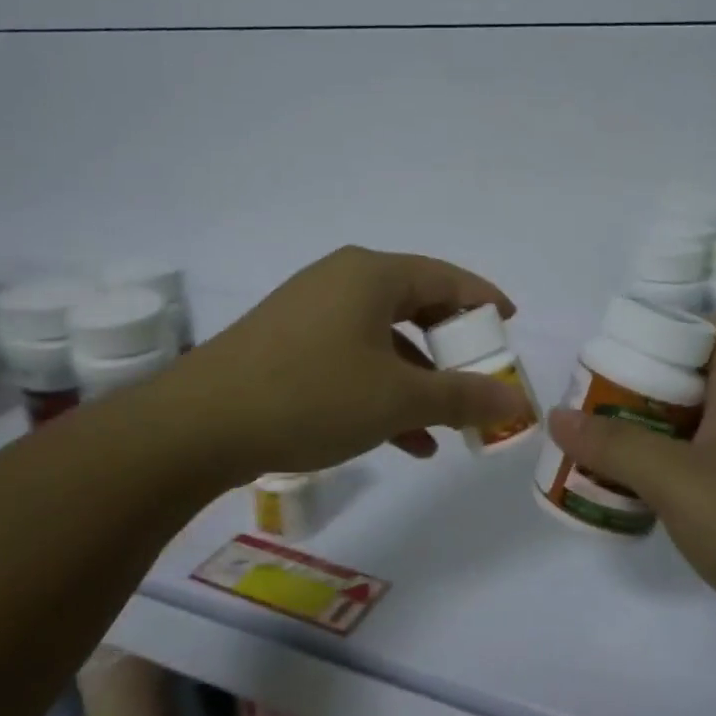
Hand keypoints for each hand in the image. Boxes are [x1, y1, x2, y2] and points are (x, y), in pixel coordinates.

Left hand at [178, 246, 531, 480]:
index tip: (511, 324)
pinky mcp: (287, 345)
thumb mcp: (397, 400)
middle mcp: (341, 282)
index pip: (446, 277)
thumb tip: (516, 400)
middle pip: (415, 306)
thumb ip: (462, 397)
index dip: (484, 300)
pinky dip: (381, 391)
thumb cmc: (311, 396)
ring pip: (383, 340)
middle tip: (479, 375)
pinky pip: (351, 359)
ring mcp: (309, 312)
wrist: (199, 425)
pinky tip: (402, 439)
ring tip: (445, 426)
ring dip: (418, 381)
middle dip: (451, 348)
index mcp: (371, 275)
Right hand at [544, 316, 715, 676]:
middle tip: (588, 404)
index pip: (714, 332)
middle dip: (640, 390)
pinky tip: (635, 500)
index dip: (668, 328)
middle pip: (694, 385)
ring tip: (596, 449)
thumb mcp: (679, 480)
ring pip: (695, 436)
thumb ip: (616, 446)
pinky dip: (667, 482)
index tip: (616, 348)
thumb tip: (557, 414)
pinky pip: (703, 480)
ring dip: (648, 439)